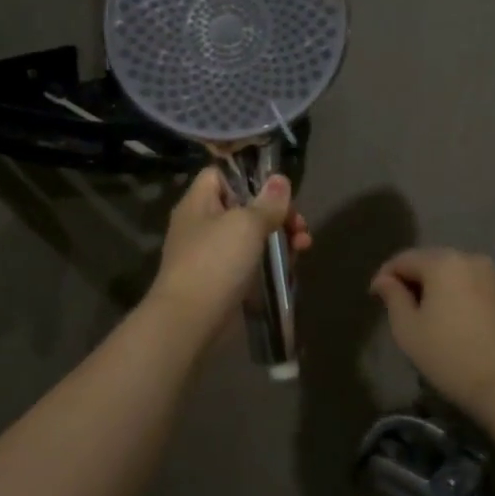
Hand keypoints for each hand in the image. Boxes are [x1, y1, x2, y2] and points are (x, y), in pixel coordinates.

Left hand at [147, 168, 310, 333]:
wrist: (190, 321)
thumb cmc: (216, 262)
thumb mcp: (246, 224)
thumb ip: (267, 202)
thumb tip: (279, 179)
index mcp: (198, 202)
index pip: (220, 174)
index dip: (248, 176)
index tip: (278, 189)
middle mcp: (201, 224)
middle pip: (243, 206)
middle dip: (276, 212)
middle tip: (300, 225)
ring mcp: (210, 255)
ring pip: (250, 236)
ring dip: (279, 237)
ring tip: (304, 246)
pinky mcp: (221, 281)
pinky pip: (249, 262)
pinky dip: (269, 262)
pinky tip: (290, 268)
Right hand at [370, 248, 494, 411]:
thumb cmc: (449, 356)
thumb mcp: (408, 329)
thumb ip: (393, 297)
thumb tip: (384, 279)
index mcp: (443, 262)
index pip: (404, 259)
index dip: (385, 276)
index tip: (374, 297)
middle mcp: (472, 260)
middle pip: (432, 263)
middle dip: (413, 280)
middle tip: (399, 307)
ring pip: (455, 276)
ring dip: (438, 289)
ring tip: (427, 316)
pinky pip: (475, 289)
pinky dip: (460, 298)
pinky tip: (455, 323)